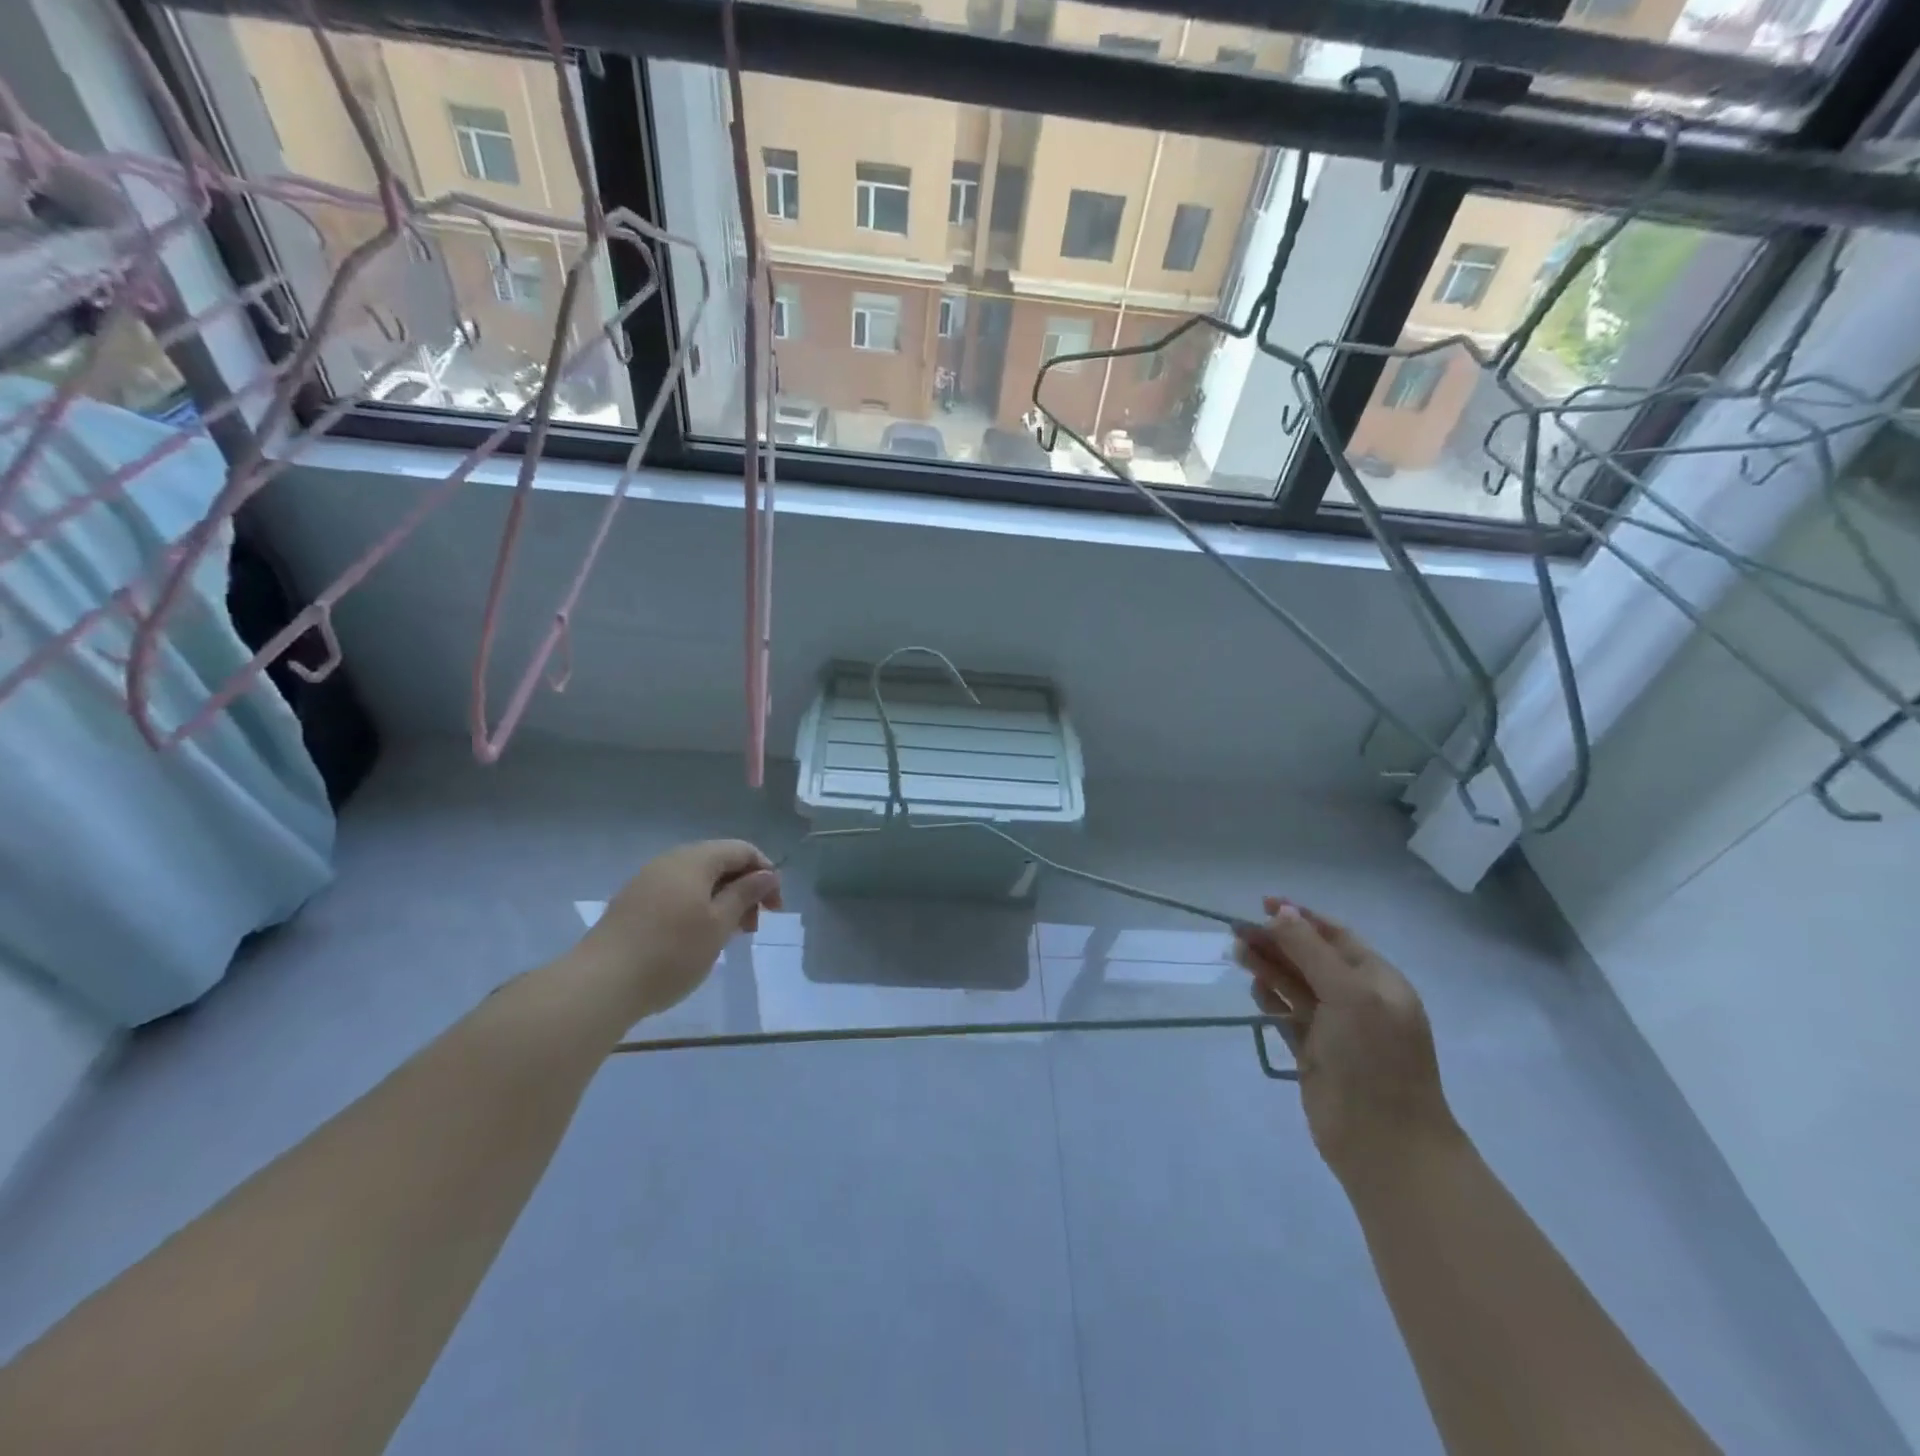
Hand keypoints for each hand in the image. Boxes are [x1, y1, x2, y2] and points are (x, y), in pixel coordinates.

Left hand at [577, 840, 782, 1020]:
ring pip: (698, 880)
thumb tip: (767, 874)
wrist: (600, 984)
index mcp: (695, 859)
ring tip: (728, 936)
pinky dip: (698, 909)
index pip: (742, 850)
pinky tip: (697, 939)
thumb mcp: (719, 925)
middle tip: (753, 927)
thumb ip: (746, 894)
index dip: (766, 873)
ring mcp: (647, 881)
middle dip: (744, 889)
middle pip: (719, 862)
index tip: (775, 909)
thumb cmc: (672, 952)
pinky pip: (677, 894)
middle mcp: (670, 861)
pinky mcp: (633, 903)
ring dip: (722, 901)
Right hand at [1235, 899, 1458, 1185]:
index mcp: (1378, 981)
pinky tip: (1254, 989)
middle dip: (1277, 941)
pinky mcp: (1313, 1053)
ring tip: (1236, 952)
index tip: (1263, 904)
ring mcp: (1335, 1028)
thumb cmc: (1374, 1060)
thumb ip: (1311, 951)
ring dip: (1268, 967)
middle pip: (1310, 958)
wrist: (1386, 1145)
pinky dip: (1270, 999)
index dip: (1300, 917)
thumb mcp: (1348, 994)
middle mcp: (1357, 999)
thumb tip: (1281, 912)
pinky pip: (1287, 1015)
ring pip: (1295, 985)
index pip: (1335, 936)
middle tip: (1236, 931)